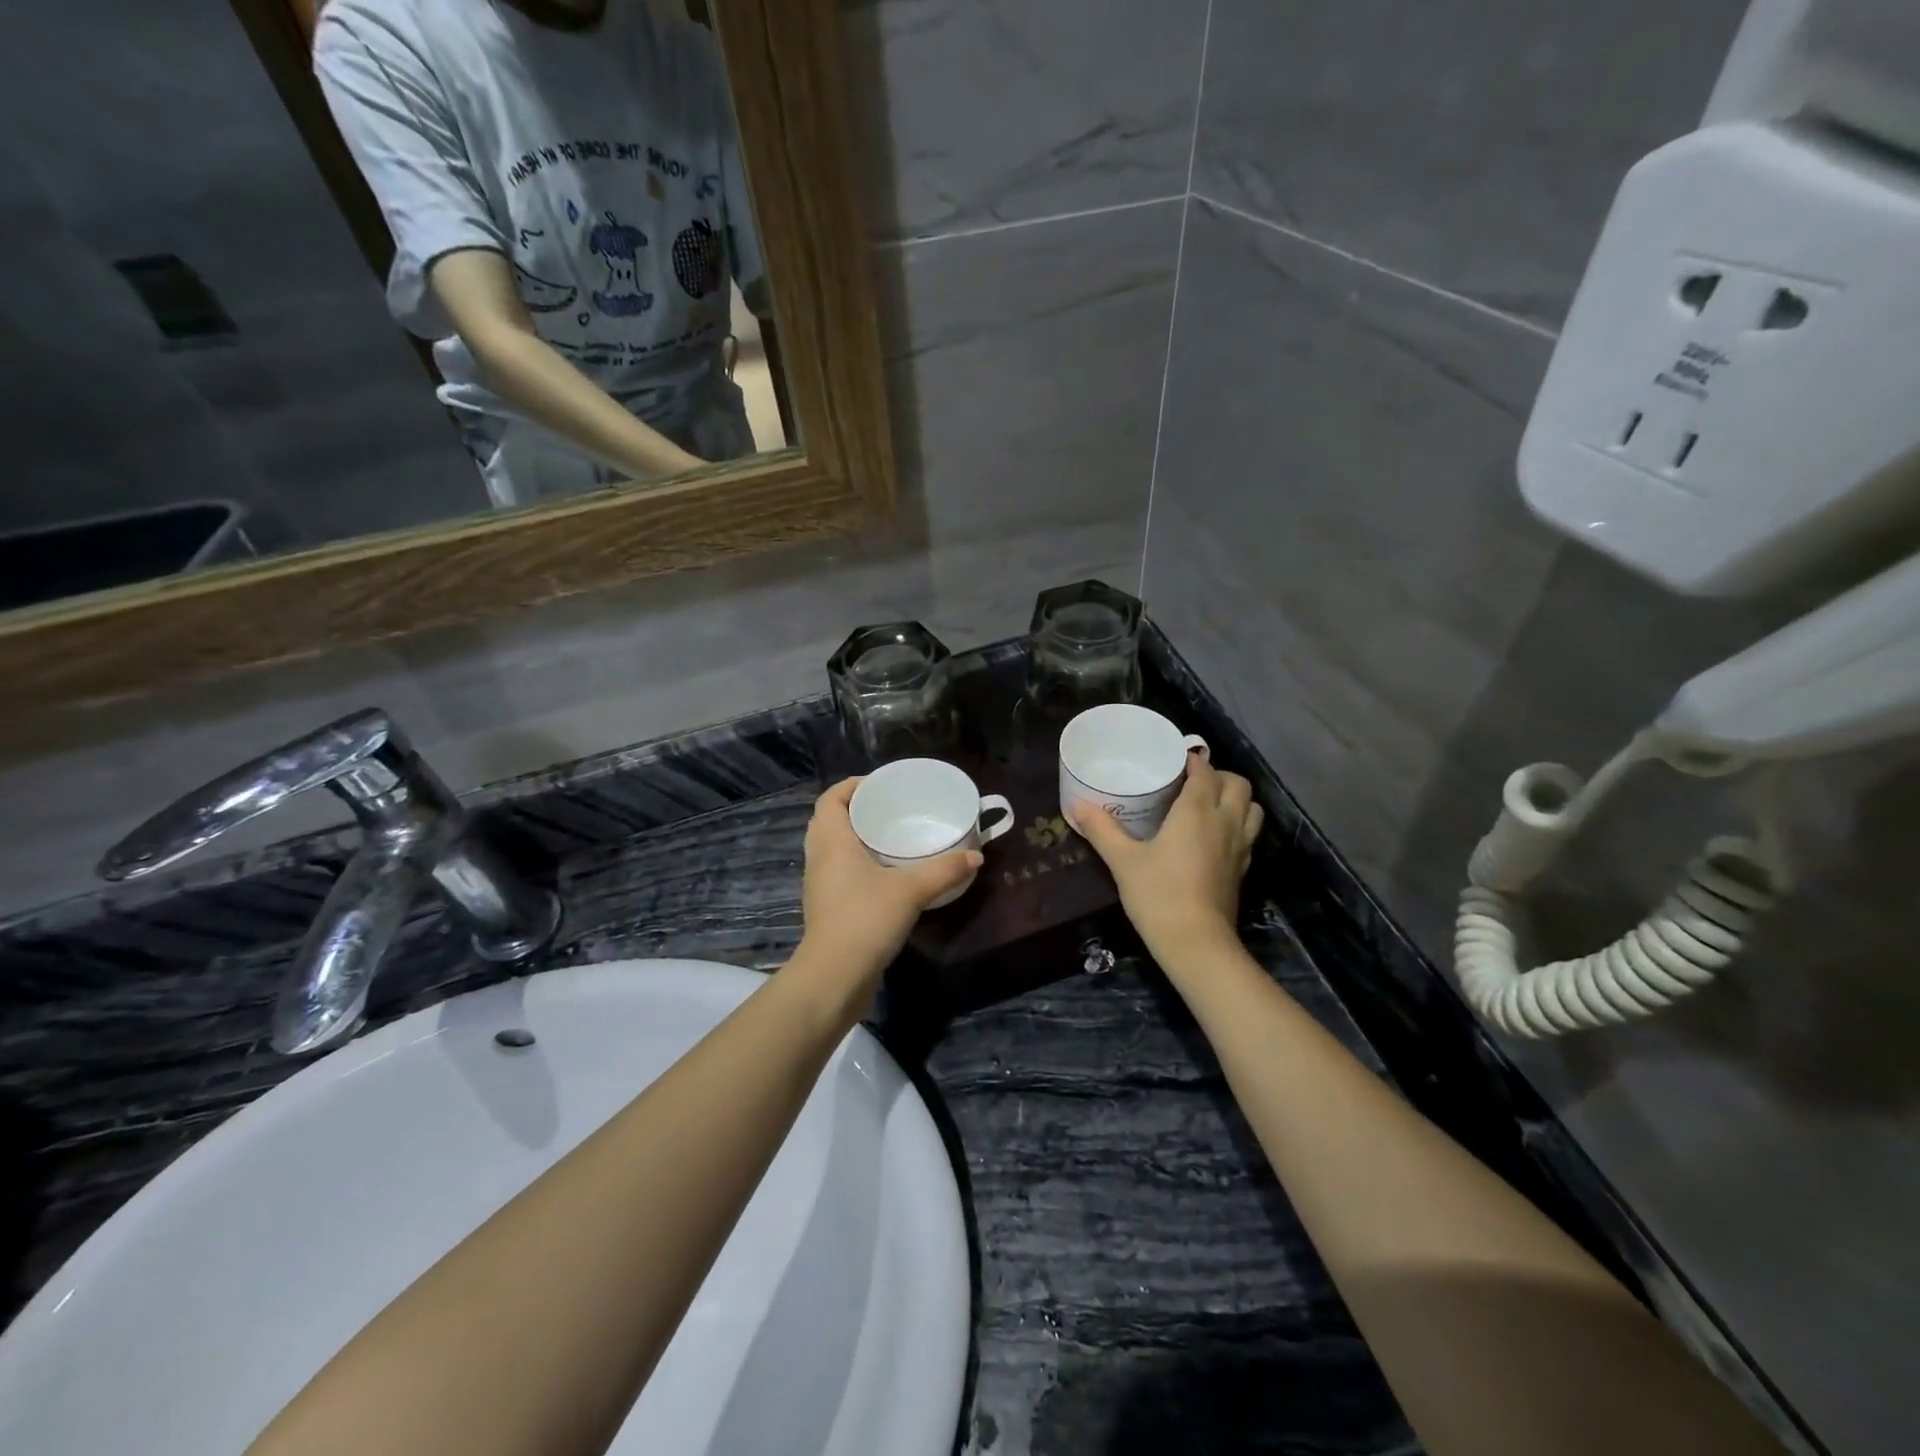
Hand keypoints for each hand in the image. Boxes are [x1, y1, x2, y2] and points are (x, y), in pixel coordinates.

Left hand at [796, 778, 981, 985]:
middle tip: (890, 809)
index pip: (830, 798)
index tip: (880, 785)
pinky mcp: (827, 908)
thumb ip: (944, 870)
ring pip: (833, 848)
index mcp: (831, 841)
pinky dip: (857, 864)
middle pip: (829, 821)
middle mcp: (819, 858)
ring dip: (855, 838)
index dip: (851, 785)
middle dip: (856, 810)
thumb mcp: (911, 890)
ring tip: (891, 837)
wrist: (834, 977)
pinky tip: (886, 875)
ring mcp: (820, 885)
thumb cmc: (865, 920)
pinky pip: (838, 872)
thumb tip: (975, 856)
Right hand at [1069, 755, 1262, 960]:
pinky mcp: (1243, 869)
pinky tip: (1215, 837)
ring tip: (1210, 804)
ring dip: (1236, 799)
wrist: (1196, 943)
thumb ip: (1102, 829)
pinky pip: (1249, 833)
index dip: (1192, 761)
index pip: (1204, 771)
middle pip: (1238, 784)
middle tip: (1192, 782)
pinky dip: (1238, 824)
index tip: (1173, 761)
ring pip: (1252, 808)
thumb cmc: (1158, 894)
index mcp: (1197, 811)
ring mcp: (1240, 846)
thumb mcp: (1122, 861)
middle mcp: (1225, 822)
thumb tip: (1077, 805)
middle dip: (1219, 776)